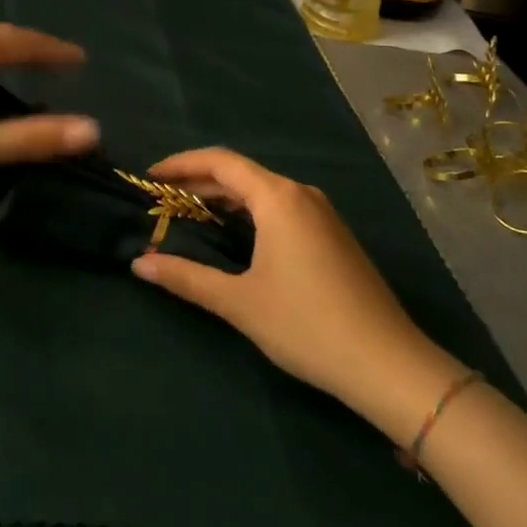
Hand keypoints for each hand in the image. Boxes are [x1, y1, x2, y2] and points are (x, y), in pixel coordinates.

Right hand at [131, 148, 462, 439]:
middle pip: (240, 173)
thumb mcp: (239, 302)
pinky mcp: (333, 235)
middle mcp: (300, 194)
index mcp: (277, 197)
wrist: (388, 364)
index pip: (220, 161)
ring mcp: (322, 214)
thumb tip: (138, 265)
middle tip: (163, 200)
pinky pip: (281, 207)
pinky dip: (249, 211)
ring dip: (224, 197)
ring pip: (262, 191)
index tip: (150, 178)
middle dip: (198, 182)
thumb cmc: (307, 325)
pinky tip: (236, 234)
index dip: (181, 164)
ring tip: (191, 214)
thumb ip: (187, 278)